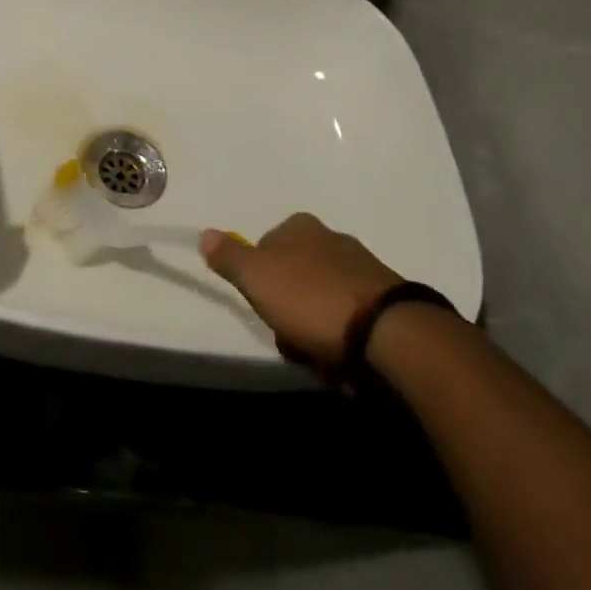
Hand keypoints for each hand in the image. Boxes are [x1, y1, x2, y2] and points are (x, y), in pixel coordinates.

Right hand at [199, 214, 402, 366]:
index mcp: (301, 226)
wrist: (386, 333)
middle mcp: (332, 239)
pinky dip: (341, 343)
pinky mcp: (384, 301)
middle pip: (292, 281)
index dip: (259, 281)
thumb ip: (229, 257)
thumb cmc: (311, 299)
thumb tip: (204, 233)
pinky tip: (344, 363)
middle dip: (288, 314)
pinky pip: (349, 322)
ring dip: (314, 335)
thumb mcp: (257, 276)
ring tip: (321, 359)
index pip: (265, 248)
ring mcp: (361, 269)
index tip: (263, 306)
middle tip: (292, 338)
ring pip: (319, 305)